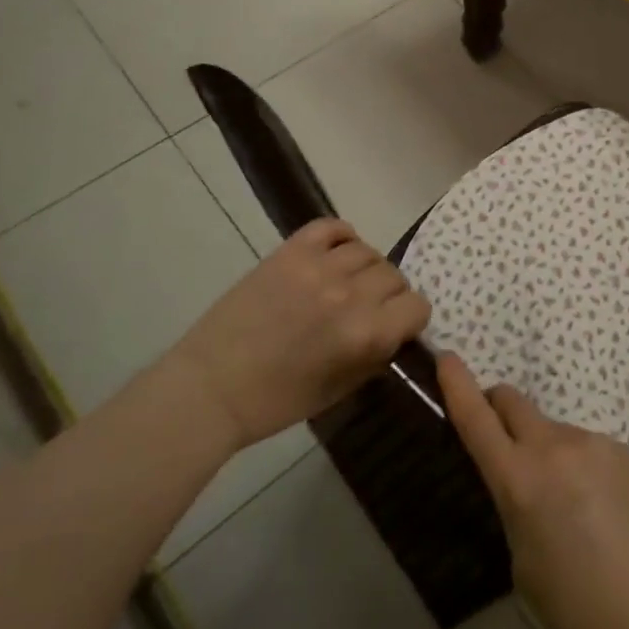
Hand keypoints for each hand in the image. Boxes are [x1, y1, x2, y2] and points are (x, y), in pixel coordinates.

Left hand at [178, 219, 429, 448]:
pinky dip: (342, 237)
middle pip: (394, 276)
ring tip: (346, 283)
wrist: (211, 388)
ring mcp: (318, 268)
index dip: (409, 318)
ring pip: (368, 251)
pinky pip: (332, 227)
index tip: (395, 326)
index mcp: (366, 334)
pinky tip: (334, 255)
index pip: (417, 306)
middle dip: (388, 295)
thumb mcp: (341, 389)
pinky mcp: (290, 252)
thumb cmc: (277, 401)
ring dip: (365, 268)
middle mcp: (350, 294)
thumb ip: (376, 355)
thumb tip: (395, 331)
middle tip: (367, 309)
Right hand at [438, 353, 628, 628]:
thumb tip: (524, 482)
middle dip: (498, 409)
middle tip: (502, 440)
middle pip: (514, 402)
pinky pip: (589, 448)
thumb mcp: (523, 561)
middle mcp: (556, 447)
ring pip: (554, 430)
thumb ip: (515, 505)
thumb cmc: (578, 609)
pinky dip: (582, 466)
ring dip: (547, 450)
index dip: (457, 385)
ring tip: (569, 504)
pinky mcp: (627, 451)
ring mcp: (596, 443)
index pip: (477, 418)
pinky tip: (602, 508)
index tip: (446, 357)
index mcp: (520, 480)